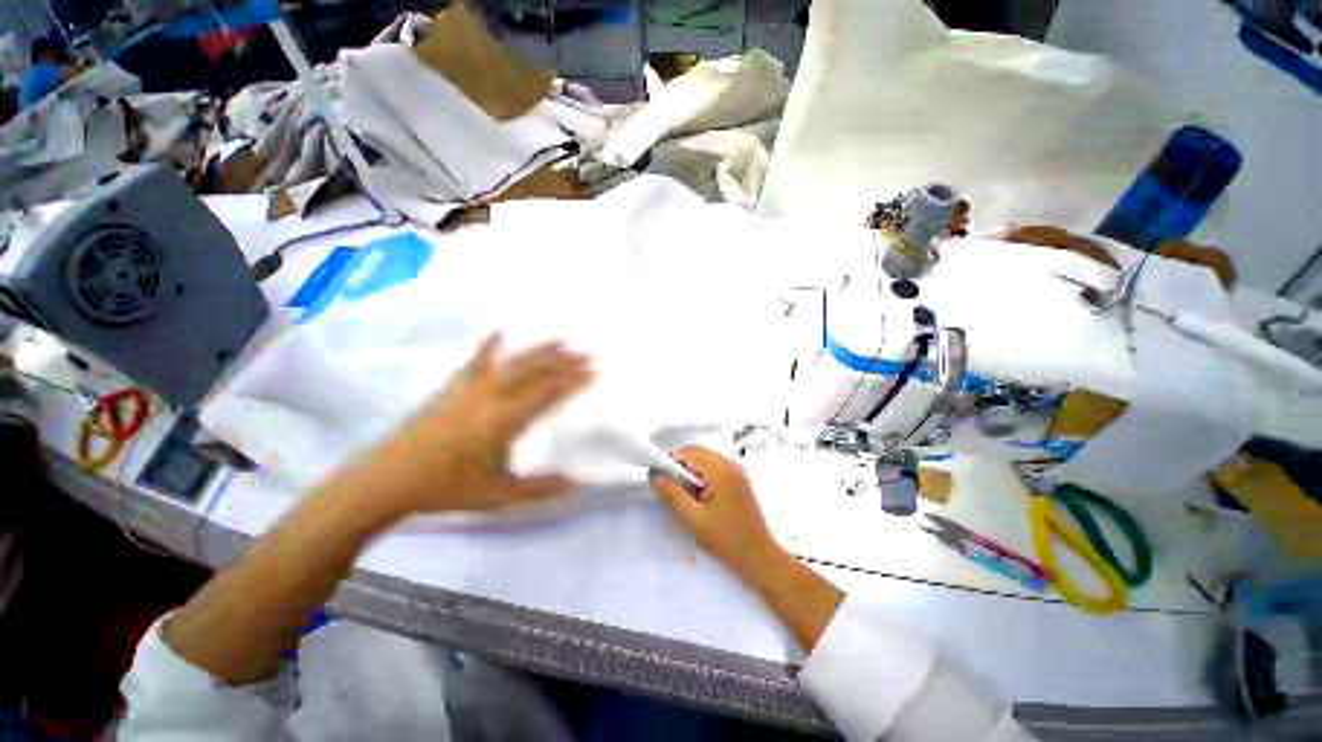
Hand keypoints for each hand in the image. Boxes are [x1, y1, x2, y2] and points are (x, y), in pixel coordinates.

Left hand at [362, 334, 593, 518]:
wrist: (387, 480)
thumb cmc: (446, 488)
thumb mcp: (498, 496)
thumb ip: (539, 489)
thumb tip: (575, 486)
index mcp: (504, 419)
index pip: (548, 393)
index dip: (573, 381)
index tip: (594, 371)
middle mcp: (491, 396)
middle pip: (535, 372)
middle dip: (564, 361)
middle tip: (586, 353)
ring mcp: (470, 388)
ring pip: (512, 363)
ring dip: (539, 351)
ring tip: (561, 341)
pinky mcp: (452, 388)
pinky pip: (475, 361)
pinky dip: (489, 346)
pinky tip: (499, 332)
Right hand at [649, 446, 785, 578]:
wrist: (760, 558)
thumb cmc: (727, 540)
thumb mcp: (694, 519)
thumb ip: (672, 495)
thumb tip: (656, 477)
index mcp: (721, 471)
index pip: (689, 453)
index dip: (670, 460)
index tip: (656, 474)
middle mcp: (731, 465)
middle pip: (697, 453)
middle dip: (679, 465)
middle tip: (666, 485)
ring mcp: (737, 471)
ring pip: (705, 459)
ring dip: (690, 471)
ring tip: (682, 493)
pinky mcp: (739, 480)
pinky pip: (714, 468)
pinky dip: (701, 475)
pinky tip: (697, 495)